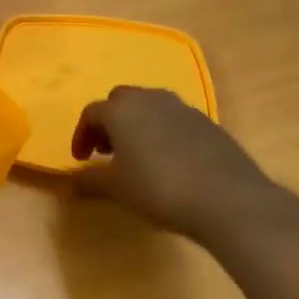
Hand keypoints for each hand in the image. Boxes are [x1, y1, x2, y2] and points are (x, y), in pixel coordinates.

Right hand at [71, 86, 276, 240]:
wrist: (227, 198)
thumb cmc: (160, 189)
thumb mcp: (117, 189)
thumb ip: (89, 180)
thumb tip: (71, 179)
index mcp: (122, 110)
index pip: (91, 113)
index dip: (81, 135)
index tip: (81, 159)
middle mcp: (150, 99)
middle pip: (121, 101)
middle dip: (109, 123)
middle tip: (106, 151)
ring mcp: (183, 107)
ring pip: (149, 106)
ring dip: (136, 125)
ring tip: (136, 156)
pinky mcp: (207, 122)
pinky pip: (174, 119)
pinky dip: (162, 132)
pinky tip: (168, 162)